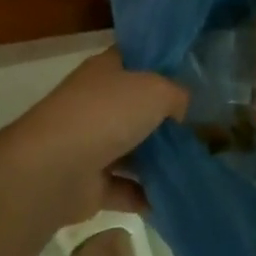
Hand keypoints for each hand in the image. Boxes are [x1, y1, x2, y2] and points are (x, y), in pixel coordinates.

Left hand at [16, 49, 186, 222]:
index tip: (190, 77)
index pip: (135, 59)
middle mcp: (96, 103)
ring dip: (157, 160)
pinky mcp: (90, 184)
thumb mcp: (156, 90)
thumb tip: (178, 109)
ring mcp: (91, 144)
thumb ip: (176, 94)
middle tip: (201, 128)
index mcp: (106, 70)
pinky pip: (126, 188)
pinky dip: (146, 195)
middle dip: (165, 118)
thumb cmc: (107, 114)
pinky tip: (174, 196)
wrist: (54, 170)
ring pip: (132, 149)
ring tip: (193, 165)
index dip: (160, 64)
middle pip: (136, 107)